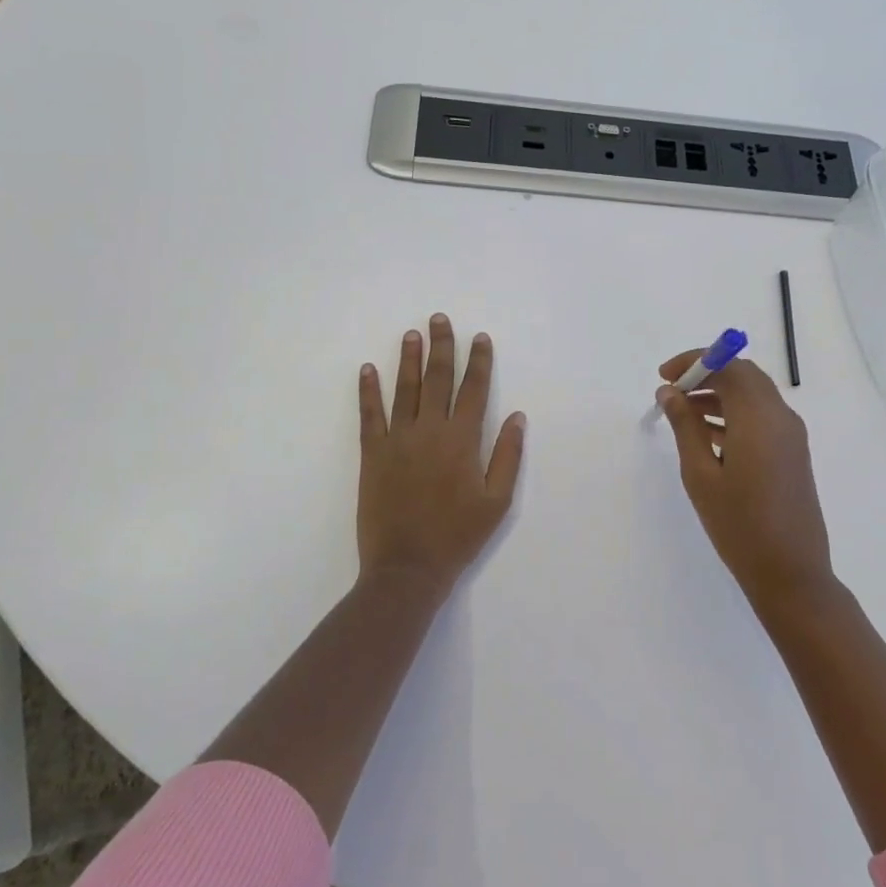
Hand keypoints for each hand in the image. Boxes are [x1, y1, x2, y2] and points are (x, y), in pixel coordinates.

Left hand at [357, 314, 525, 598]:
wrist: (407, 568)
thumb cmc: (458, 536)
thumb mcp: (497, 502)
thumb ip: (507, 456)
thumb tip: (517, 417)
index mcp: (463, 441)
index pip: (474, 390)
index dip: (479, 361)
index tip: (480, 337)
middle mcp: (431, 431)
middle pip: (438, 379)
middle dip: (441, 347)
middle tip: (440, 319)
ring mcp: (398, 440)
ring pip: (405, 389)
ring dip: (408, 359)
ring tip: (411, 334)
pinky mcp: (373, 454)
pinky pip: (370, 415)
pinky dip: (368, 391)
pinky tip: (368, 370)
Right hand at [656, 351, 835, 612]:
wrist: (791, 572)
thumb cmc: (739, 525)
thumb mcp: (700, 475)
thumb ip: (685, 426)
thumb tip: (669, 392)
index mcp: (759, 418)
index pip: (729, 365)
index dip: (695, 361)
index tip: (664, 376)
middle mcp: (781, 417)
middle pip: (744, 375)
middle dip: (707, 374)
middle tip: (672, 392)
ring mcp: (791, 435)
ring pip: (753, 395)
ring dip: (719, 394)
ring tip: (682, 414)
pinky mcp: (793, 452)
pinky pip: (762, 417)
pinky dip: (734, 413)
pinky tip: (707, 435)